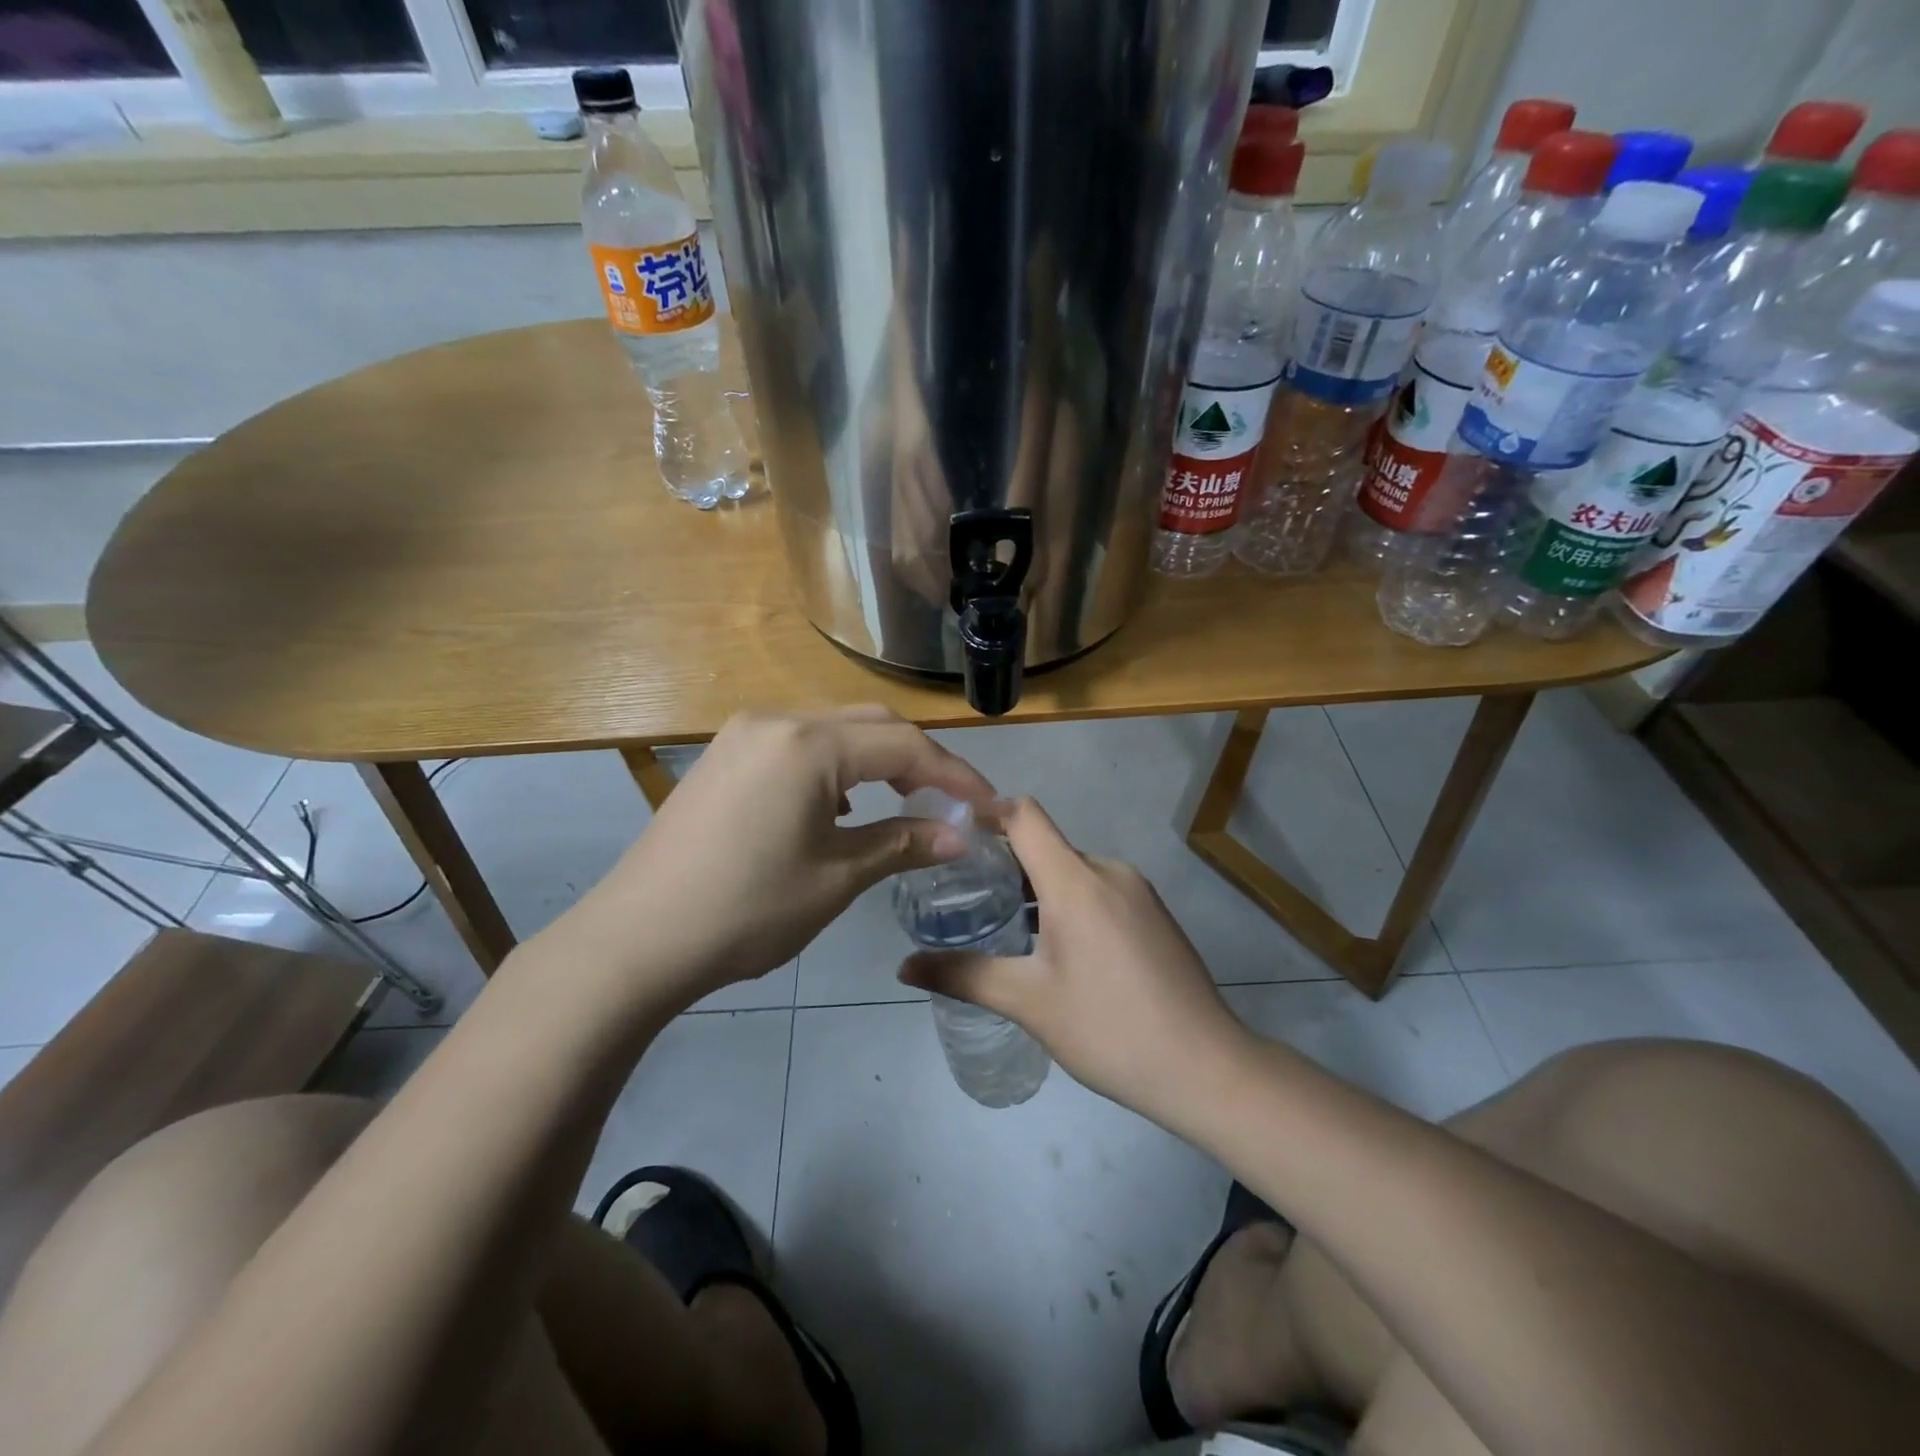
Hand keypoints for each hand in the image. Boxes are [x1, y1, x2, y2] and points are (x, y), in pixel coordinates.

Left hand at [566, 708, 993, 1008]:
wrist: (636, 940)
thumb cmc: (747, 910)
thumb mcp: (837, 877)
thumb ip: (903, 843)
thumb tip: (961, 835)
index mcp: (809, 745)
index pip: (904, 745)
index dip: (954, 775)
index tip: (989, 806)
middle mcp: (776, 721)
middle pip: (870, 725)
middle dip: (918, 760)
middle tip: (952, 803)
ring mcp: (743, 734)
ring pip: (833, 730)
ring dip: (876, 759)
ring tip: (903, 801)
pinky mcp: (724, 756)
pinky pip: (798, 744)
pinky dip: (835, 765)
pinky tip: (839, 804)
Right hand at [899, 798, 1247, 1119]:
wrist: (1205, 1067)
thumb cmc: (1109, 1027)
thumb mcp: (1028, 1002)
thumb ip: (962, 975)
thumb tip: (903, 966)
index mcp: (1076, 879)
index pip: (1024, 816)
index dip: (986, 812)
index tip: (951, 832)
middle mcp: (1108, 871)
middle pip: (1045, 846)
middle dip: (1003, 865)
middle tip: (963, 896)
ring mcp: (1137, 891)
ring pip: (1072, 872)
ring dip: (1036, 890)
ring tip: (1002, 927)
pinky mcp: (1153, 914)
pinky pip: (1099, 891)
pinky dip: (1068, 904)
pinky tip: (1055, 950)